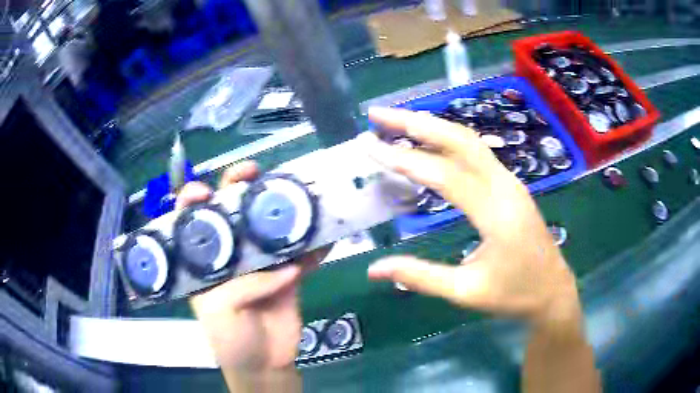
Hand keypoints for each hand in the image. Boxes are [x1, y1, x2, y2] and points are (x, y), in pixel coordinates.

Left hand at [176, 161, 328, 374]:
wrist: (265, 363)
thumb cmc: (230, 338)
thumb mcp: (220, 311)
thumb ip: (244, 285)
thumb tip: (285, 267)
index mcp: (203, 262)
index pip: (192, 224)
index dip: (193, 203)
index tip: (203, 191)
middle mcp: (230, 255)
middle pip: (232, 214)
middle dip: (239, 189)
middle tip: (252, 172)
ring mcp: (261, 263)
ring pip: (269, 228)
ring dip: (281, 209)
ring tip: (294, 189)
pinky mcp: (288, 274)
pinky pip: (302, 256)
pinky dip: (315, 246)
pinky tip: (327, 231)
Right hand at [364, 107, 578, 321]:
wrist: (553, 290)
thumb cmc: (514, 294)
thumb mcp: (466, 292)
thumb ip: (420, 276)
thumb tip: (373, 270)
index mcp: (495, 212)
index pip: (443, 174)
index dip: (402, 158)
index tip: (368, 145)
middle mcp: (504, 186)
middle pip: (458, 140)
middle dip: (415, 122)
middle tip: (378, 115)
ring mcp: (510, 181)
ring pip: (469, 141)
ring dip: (432, 126)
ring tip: (396, 122)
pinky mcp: (510, 185)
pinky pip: (476, 152)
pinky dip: (447, 140)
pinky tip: (429, 142)